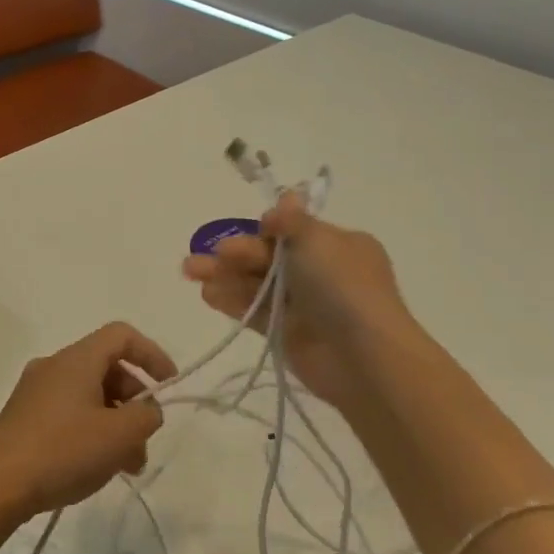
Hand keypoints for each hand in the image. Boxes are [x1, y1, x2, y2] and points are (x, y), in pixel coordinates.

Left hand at [0, 323, 177, 524]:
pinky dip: (91, 429)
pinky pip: (69, 411)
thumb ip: (145, 417)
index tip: (169, 386)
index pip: (122, 335)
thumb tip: (147, 410)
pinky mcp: (25, 416)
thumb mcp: (118, 436)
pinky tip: (97, 466)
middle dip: (134, 400)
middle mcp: (55, 365)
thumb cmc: (62, 450)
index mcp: (77, 359)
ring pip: (89, 394)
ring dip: (115, 421)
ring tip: (128, 464)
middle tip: (146, 439)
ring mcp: (36, 390)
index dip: (151, 355)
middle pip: (106, 367)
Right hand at [182, 192, 419, 407]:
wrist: (362, 357)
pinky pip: (253, 311)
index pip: (293, 231)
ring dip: (224, 274)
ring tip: (190, 271)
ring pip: (256, 283)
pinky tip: (206, 294)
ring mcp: (303, 305)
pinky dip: (231, 300)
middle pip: (269, 256)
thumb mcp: (317, 240)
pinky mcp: (286, 334)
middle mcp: (321, 272)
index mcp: (337, 245)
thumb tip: (286, 197)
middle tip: (214, 254)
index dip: (268, 230)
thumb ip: (291, 221)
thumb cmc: (342, 287)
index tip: (253, 229)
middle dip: (238, 252)